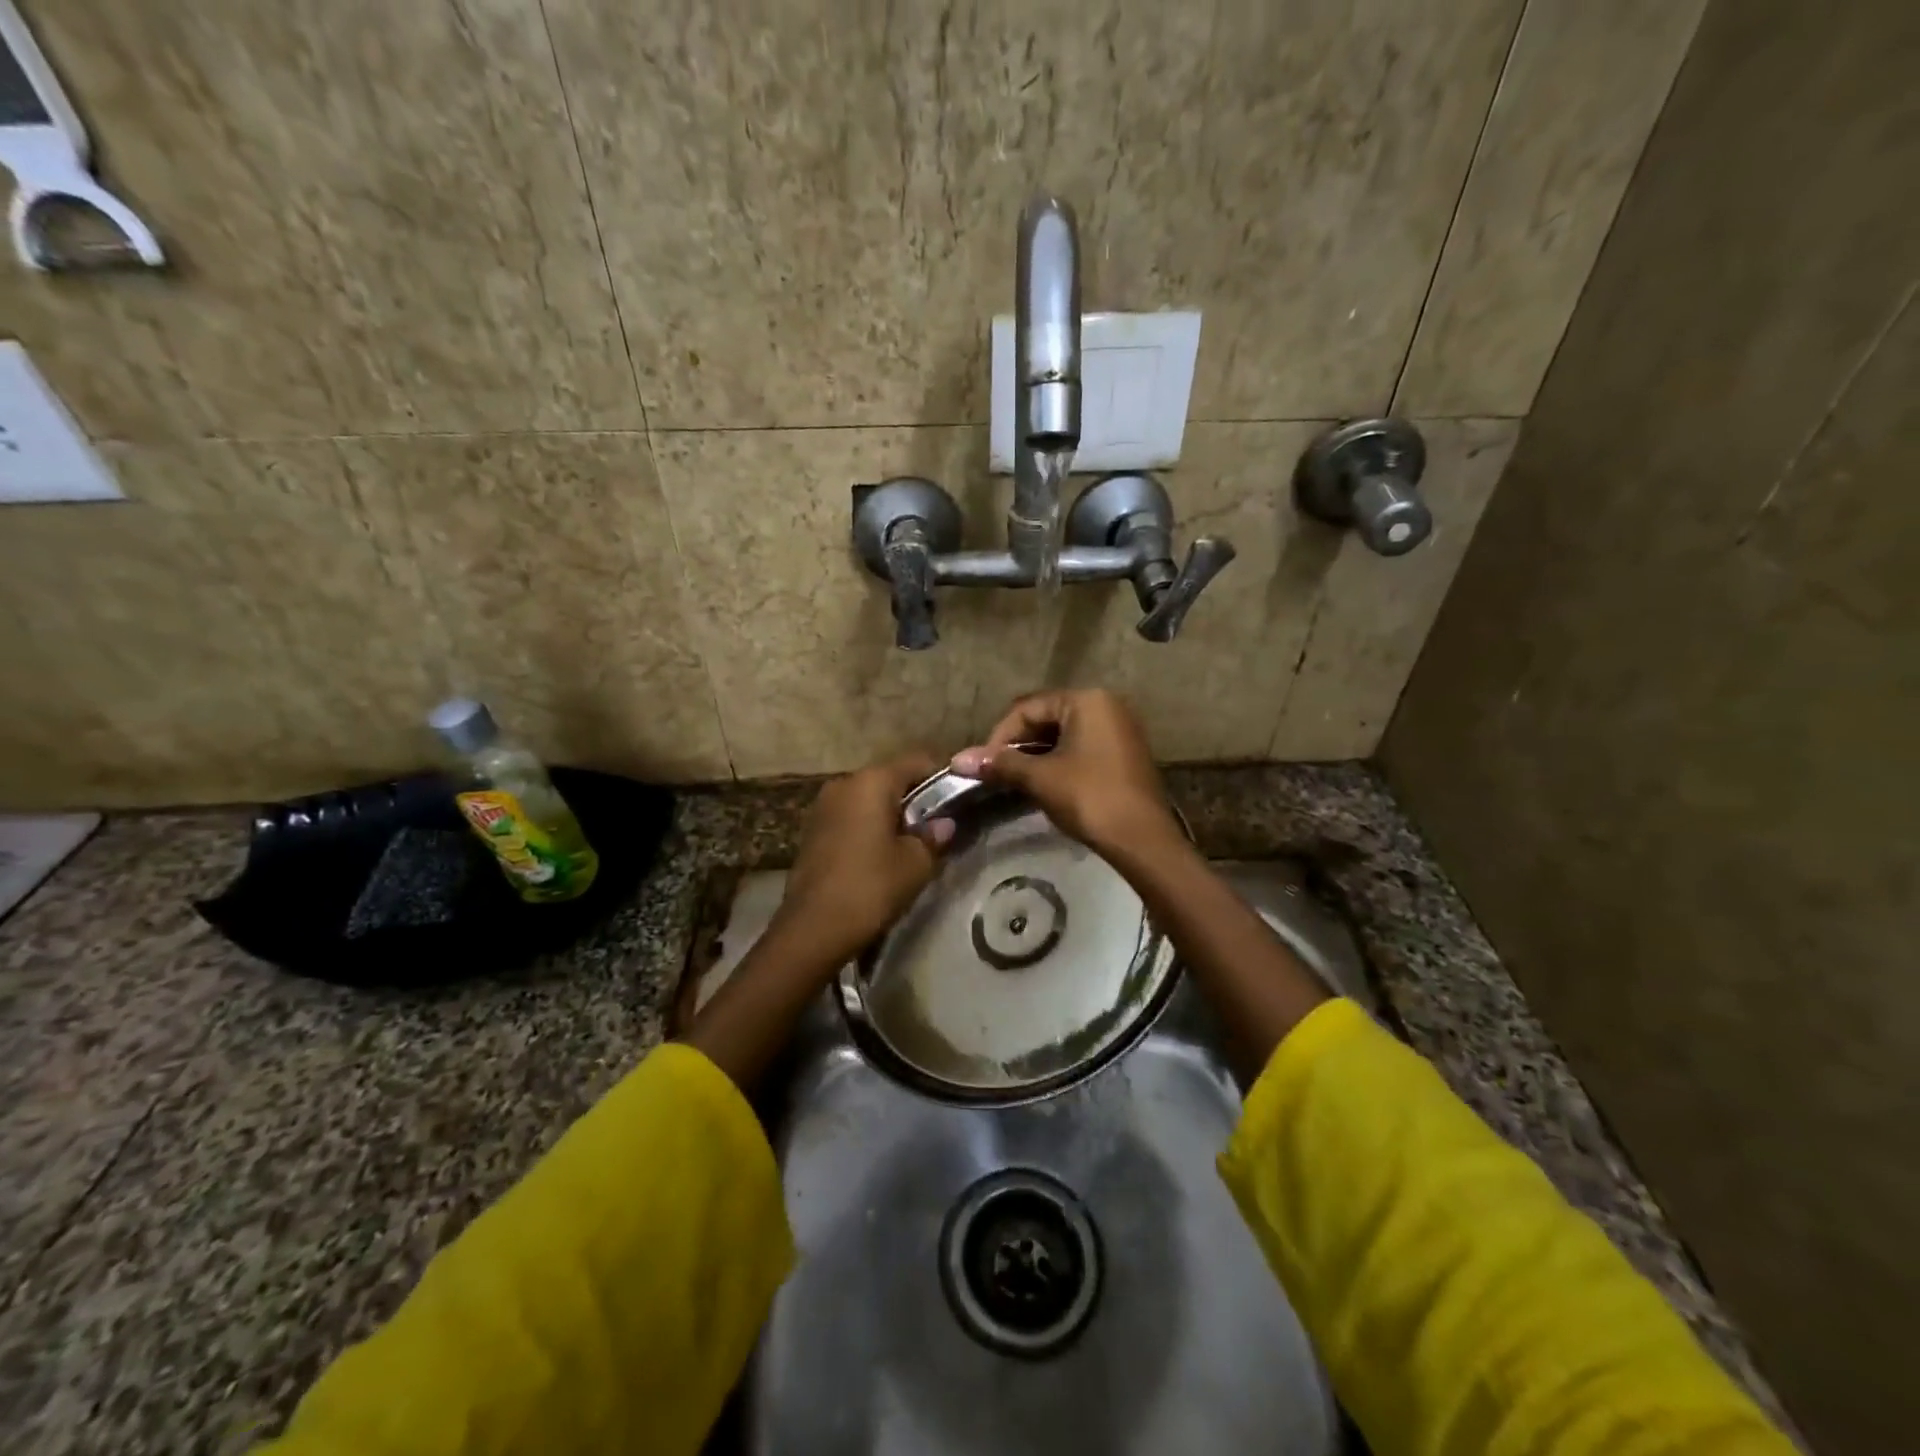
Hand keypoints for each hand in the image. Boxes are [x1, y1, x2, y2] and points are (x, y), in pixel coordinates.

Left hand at [768, 752, 954, 972]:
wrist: (812, 929)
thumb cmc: (870, 887)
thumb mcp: (916, 864)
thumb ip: (934, 836)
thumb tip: (943, 824)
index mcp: (872, 781)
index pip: (917, 762)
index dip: (942, 778)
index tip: (959, 800)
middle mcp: (844, 783)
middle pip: (890, 779)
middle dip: (915, 798)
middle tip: (936, 828)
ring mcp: (823, 806)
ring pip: (868, 799)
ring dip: (890, 815)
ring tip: (909, 845)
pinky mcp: (812, 830)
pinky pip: (850, 817)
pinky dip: (868, 828)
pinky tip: (879, 855)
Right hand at [952, 690, 1180, 855]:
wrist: (1142, 840)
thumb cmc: (1090, 798)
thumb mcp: (1040, 778)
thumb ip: (1000, 763)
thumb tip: (958, 759)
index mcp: (1087, 700)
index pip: (1028, 708)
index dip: (1000, 735)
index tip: (983, 764)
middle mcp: (1106, 705)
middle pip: (1047, 716)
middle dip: (1018, 744)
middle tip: (997, 772)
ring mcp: (1119, 728)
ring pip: (1064, 733)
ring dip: (1037, 754)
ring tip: (1016, 779)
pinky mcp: (1125, 752)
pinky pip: (1082, 746)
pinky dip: (1059, 760)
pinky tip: (1044, 783)